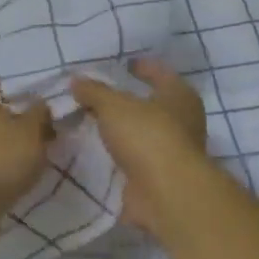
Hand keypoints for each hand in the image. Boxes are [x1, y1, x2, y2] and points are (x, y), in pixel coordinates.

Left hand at [0, 74, 54, 244]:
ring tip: (29, 154)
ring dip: (3, 142)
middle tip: (34, 127)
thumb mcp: (32, 131)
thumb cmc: (2, 157)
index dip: (3, 84)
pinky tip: (14, 175)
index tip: (24, 95)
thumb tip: (39, 104)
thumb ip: (39, 114)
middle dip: (8, 116)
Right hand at [70, 58, 210, 238]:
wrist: (166, 194)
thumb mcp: (114, 106)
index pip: (159, 72)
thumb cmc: (147, 136)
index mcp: (179, 95)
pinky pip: (135, 160)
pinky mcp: (160, 178)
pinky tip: (96, 153)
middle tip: (98, 96)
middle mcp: (182, 121)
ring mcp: (173, 152)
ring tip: (91, 124)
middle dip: (127, 101)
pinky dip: (119, 156)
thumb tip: (76, 80)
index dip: (141, 66)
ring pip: (142, 134)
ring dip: (121, 131)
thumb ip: (94, 91)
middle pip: (152, 104)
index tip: (122, 64)